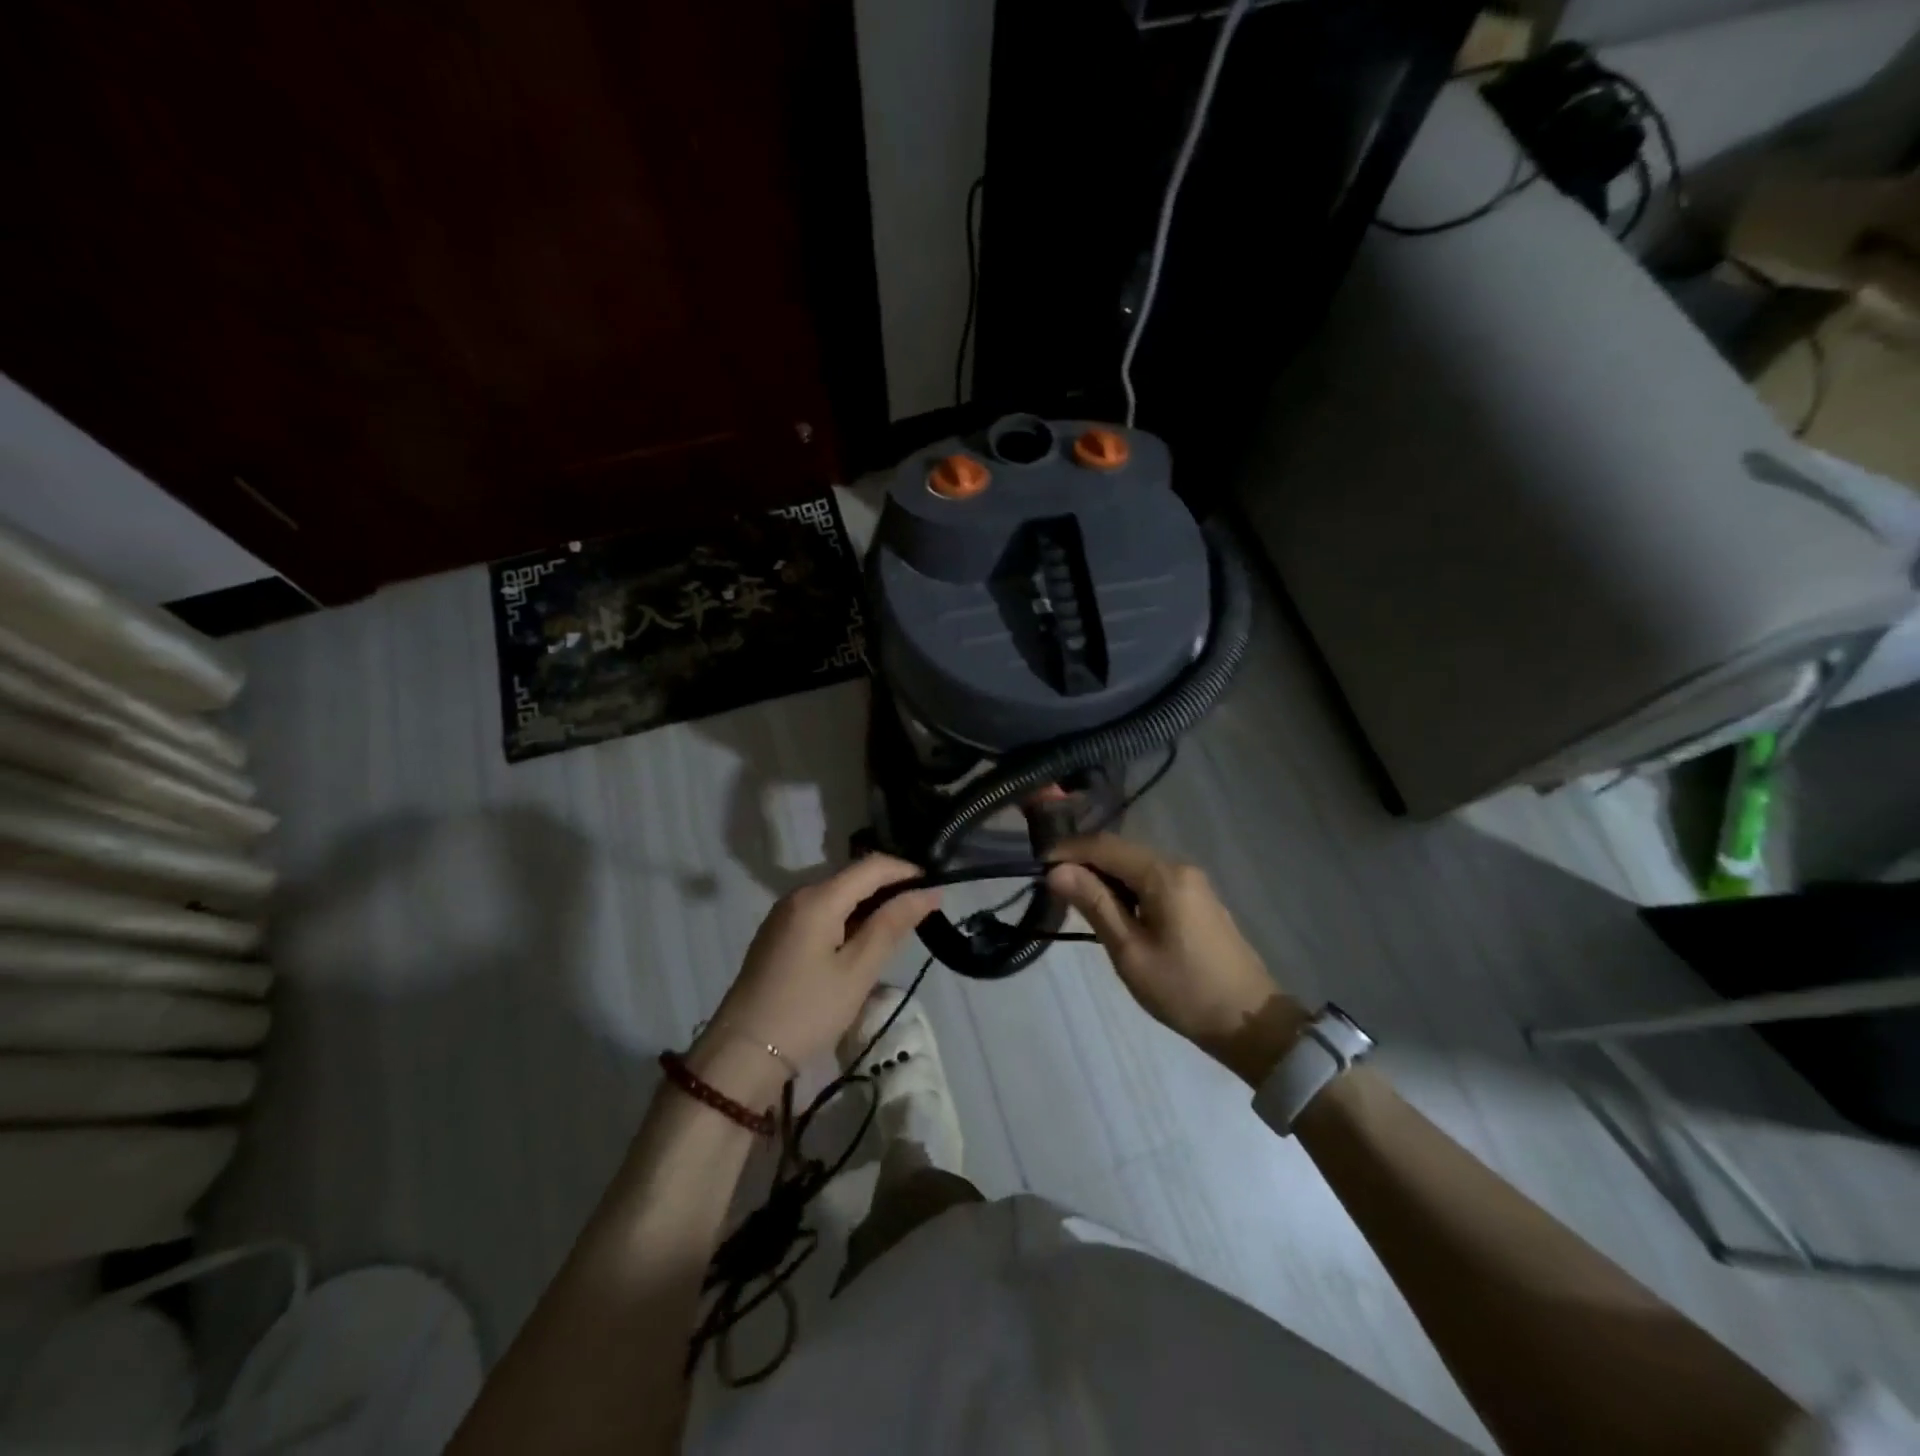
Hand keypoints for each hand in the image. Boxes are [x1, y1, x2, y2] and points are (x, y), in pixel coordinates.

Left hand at [690, 855, 940, 1105]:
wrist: (743, 1053)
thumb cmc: (808, 1011)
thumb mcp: (858, 970)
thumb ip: (892, 925)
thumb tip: (928, 892)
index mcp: (818, 898)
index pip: (872, 865)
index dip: (906, 871)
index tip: (935, 888)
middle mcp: (799, 894)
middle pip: (853, 876)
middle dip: (889, 888)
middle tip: (922, 913)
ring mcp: (784, 913)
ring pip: (837, 894)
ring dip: (869, 904)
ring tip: (898, 929)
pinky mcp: (779, 933)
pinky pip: (821, 911)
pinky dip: (848, 917)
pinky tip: (862, 942)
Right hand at [1047, 834, 1306, 1085]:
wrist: (1250, 1022)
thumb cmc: (1184, 990)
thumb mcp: (1130, 951)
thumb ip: (1094, 904)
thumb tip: (1057, 871)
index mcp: (1163, 875)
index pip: (1105, 846)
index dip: (1068, 850)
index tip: (1036, 865)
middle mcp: (1179, 866)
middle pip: (1121, 851)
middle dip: (1084, 862)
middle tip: (1051, 884)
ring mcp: (1192, 882)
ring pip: (1136, 865)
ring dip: (1104, 875)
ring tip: (1074, 898)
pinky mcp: (1197, 898)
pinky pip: (1151, 880)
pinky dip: (1125, 887)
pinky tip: (1111, 908)